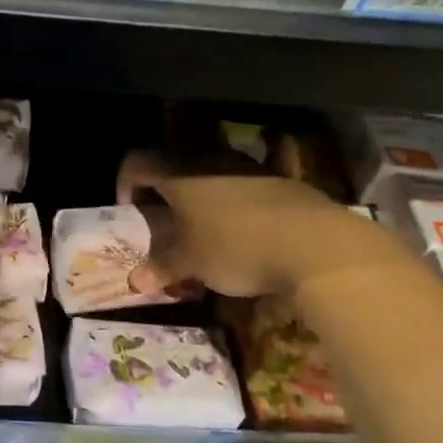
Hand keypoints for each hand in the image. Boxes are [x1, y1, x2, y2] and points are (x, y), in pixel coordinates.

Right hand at [119, 150, 411, 296]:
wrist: (316, 244)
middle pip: (174, 167)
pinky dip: (234, 204)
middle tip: (166, 223)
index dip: (126, 183)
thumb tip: (134, 282)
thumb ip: (162, 268)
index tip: (131, 211)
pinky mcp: (280, 180)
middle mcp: (209, 160)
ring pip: (211, 175)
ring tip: (205, 231)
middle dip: (165, 193)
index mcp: (179, 174)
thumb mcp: (192, 264)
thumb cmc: (236, 248)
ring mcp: (248, 167)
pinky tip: (246, 234)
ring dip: (201, 198)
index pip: (137, 162)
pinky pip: (243, 186)